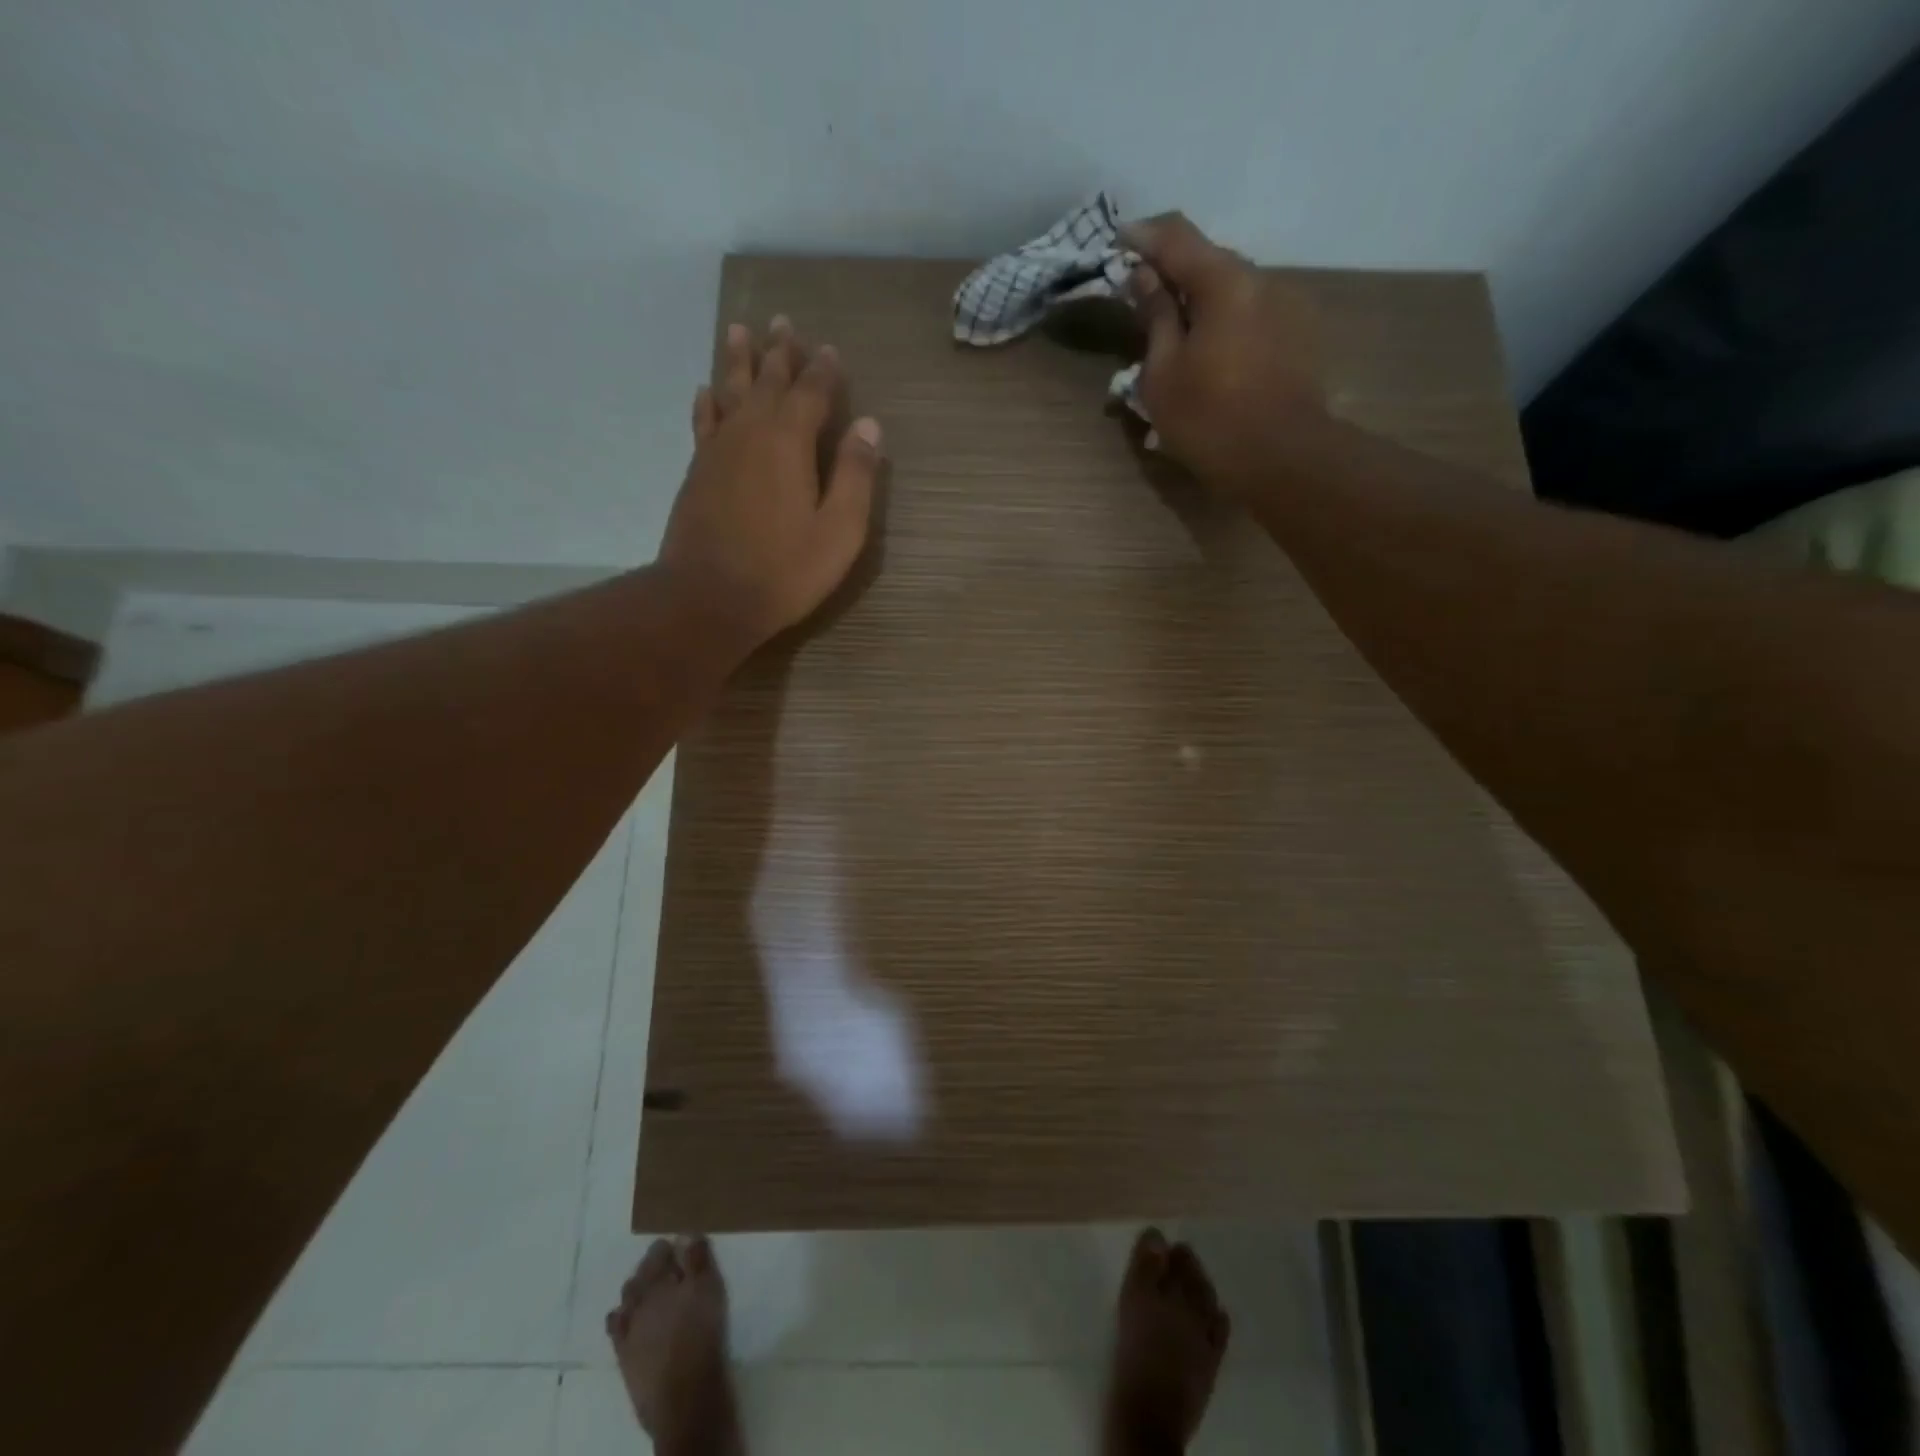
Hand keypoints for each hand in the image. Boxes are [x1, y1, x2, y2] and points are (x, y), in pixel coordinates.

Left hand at [659, 315, 881, 646]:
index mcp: (790, 442)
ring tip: (740, 330)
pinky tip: (706, 390)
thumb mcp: (839, 530)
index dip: (823, 370)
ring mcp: (718, 449)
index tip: (831, 349)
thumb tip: (869, 426)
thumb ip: (855, 476)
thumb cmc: (785, 569)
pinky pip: (704, 420)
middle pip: (767, 380)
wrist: (709, 597)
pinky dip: (708, 401)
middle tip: (784, 322)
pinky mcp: (698, 470)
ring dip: (739, 361)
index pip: (811, 392)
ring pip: (730, 391)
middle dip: (779, 351)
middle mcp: (751, 432)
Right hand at [1123, 214, 1327, 497]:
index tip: (1116, 242)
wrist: (1284, 460)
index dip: (1141, 235)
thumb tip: (1144, 276)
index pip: (1176, 235)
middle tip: (1141, 303)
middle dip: (1172, 276)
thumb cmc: (1211, 419)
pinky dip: (1224, 325)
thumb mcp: (1163, 373)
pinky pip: (1251, 316)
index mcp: (1224, 281)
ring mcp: (1287, 307)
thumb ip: (1155, 317)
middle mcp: (1262, 280)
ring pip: (1232, 292)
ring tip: (1176, 340)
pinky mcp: (1299, 336)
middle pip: (1208, 262)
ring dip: (1201, 304)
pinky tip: (1211, 359)